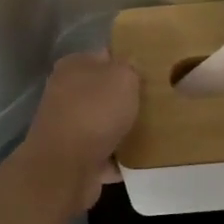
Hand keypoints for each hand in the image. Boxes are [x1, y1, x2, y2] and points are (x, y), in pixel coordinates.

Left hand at [21, 51, 141, 209]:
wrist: (65, 167)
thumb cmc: (94, 112)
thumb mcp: (122, 77)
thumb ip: (130, 66)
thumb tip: (131, 64)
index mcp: (73, 66)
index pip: (105, 56)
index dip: (129, 62)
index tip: (153, 73)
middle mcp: (65, 93)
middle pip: (104, 92)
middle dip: (127, 99)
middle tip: (158, 103)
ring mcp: (67, 126)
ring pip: (103, 123)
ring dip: (124, 129)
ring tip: (155, 132)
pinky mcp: (72, 156)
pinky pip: (104, 153)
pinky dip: (119, 158)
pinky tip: (142, 160)